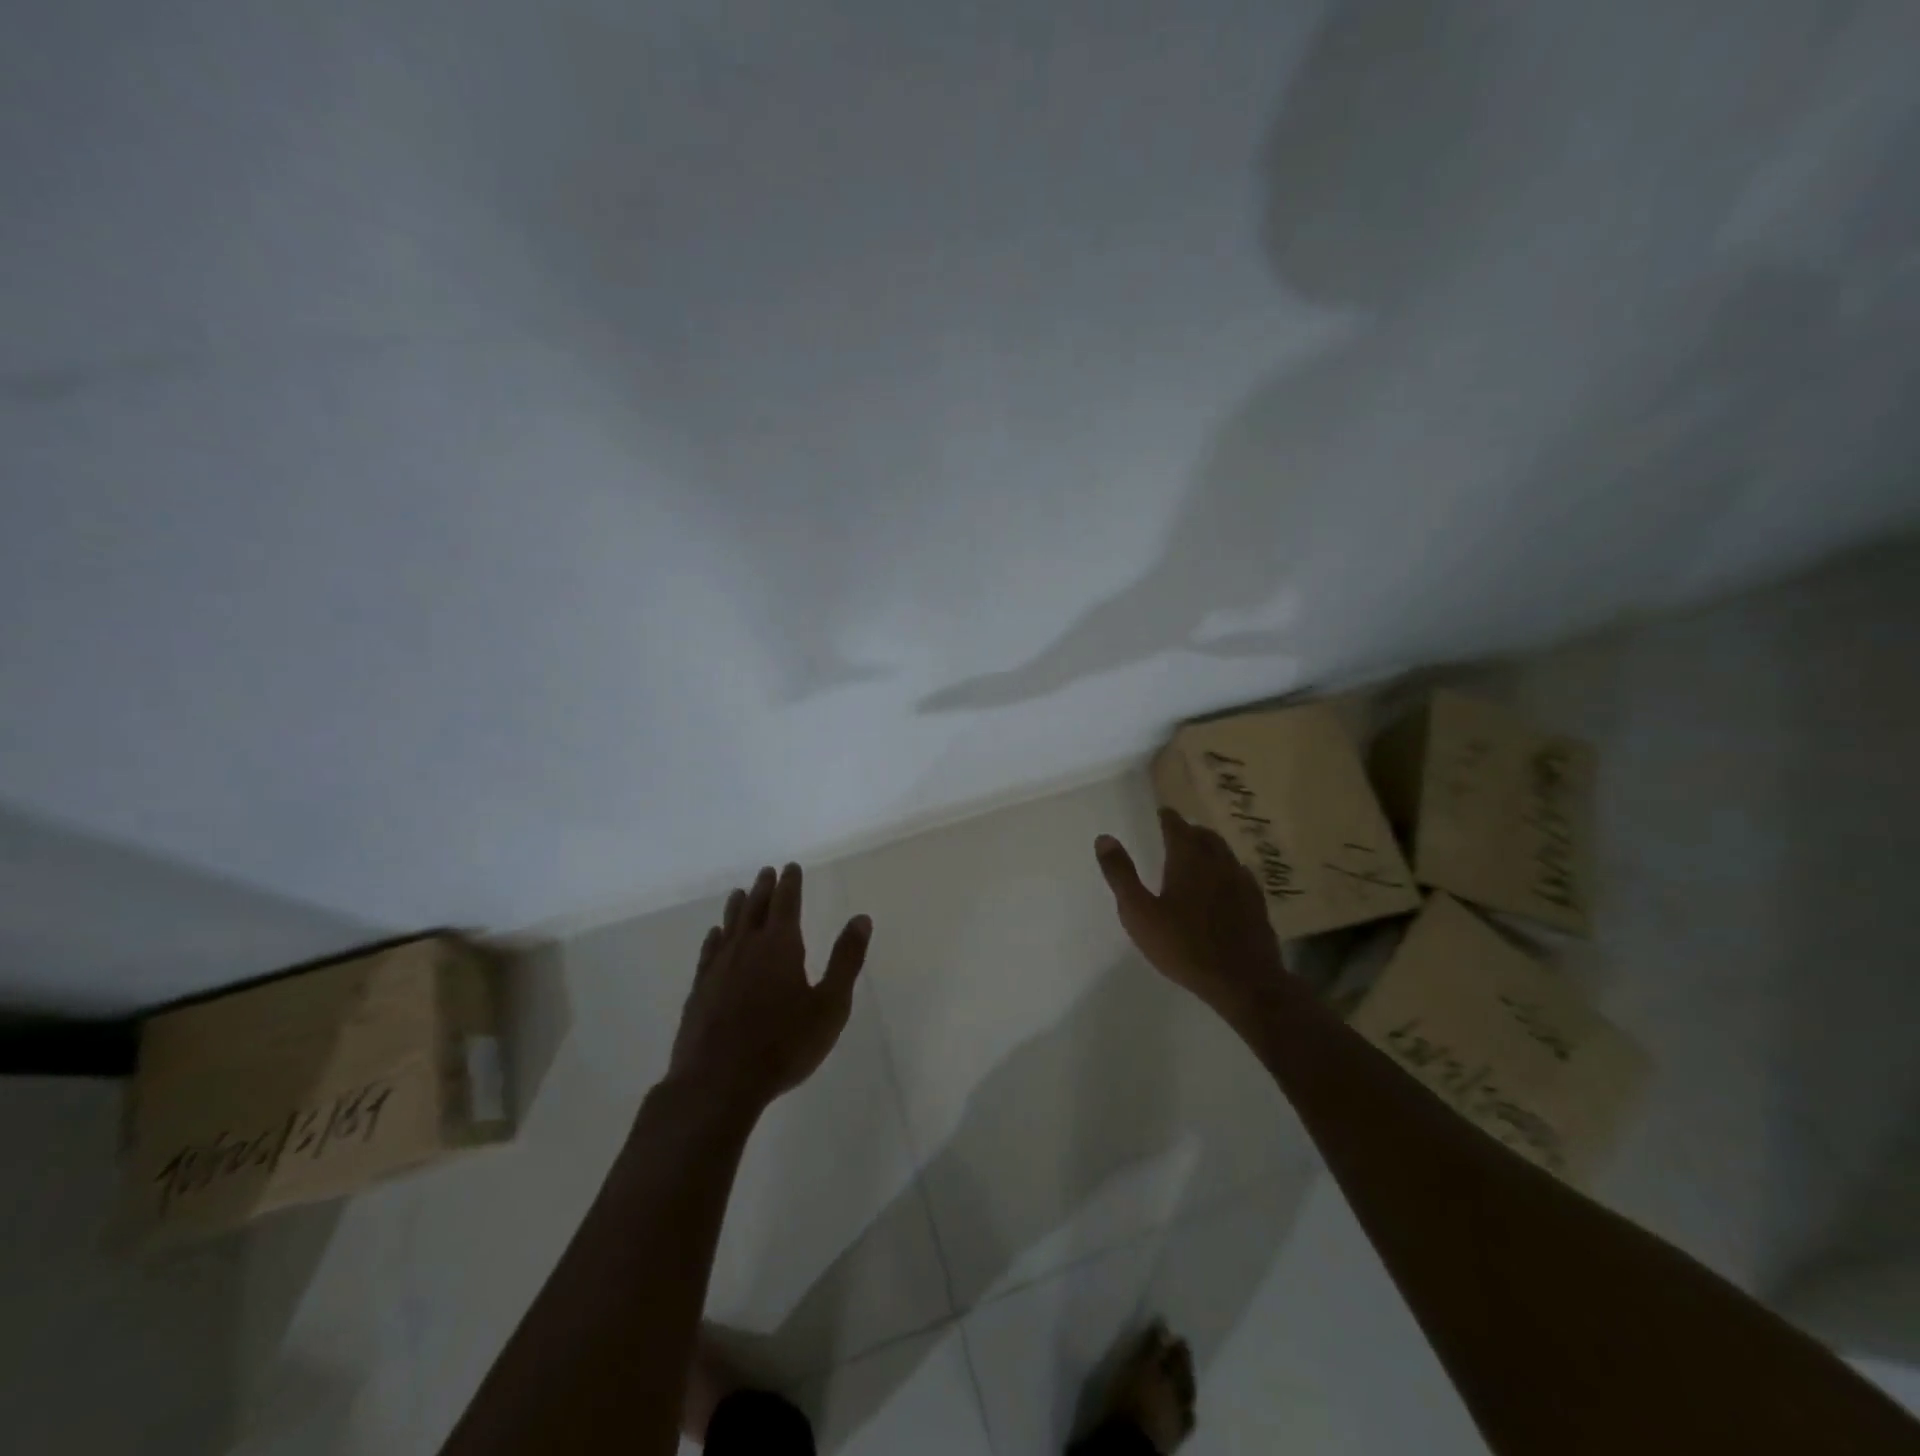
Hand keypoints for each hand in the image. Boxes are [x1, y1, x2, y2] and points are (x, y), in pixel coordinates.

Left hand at [666, 862, 871, 1115]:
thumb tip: (861, 918)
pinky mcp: (699, 990)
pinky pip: (709, 952)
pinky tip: (714, 936)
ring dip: (737, 907)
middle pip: (755, 908)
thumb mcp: (830, 1005)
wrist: (718, 1082)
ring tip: (740, 893)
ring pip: (729, 925)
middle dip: (764, 888)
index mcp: (780, 945)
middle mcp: (747, 947)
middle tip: (767, 872)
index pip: (786, 902)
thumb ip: (846, 960)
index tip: (790, 867)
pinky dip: (715, 938)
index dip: (790, 883)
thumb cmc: (783, 1044)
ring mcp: (718, 967)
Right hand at [1095, 809, 1287, 1026]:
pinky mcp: (1257, 905)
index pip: (1177, 827)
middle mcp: (1218, 863)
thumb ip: (1121, 875)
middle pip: (1205, 837)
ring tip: (1200, 853)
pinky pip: (1242, 875)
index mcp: (1188, 860)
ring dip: (1211, 847)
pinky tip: (1227, 883)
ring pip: (1226, 854)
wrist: (1243, 982)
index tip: (1162, 813)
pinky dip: (1229, 870)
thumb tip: (1104, 838)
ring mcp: (1242, 884)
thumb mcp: (1139, 913)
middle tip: (1179, 832)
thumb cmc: (1183, 946)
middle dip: (1191, 831)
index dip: (1168, 818)